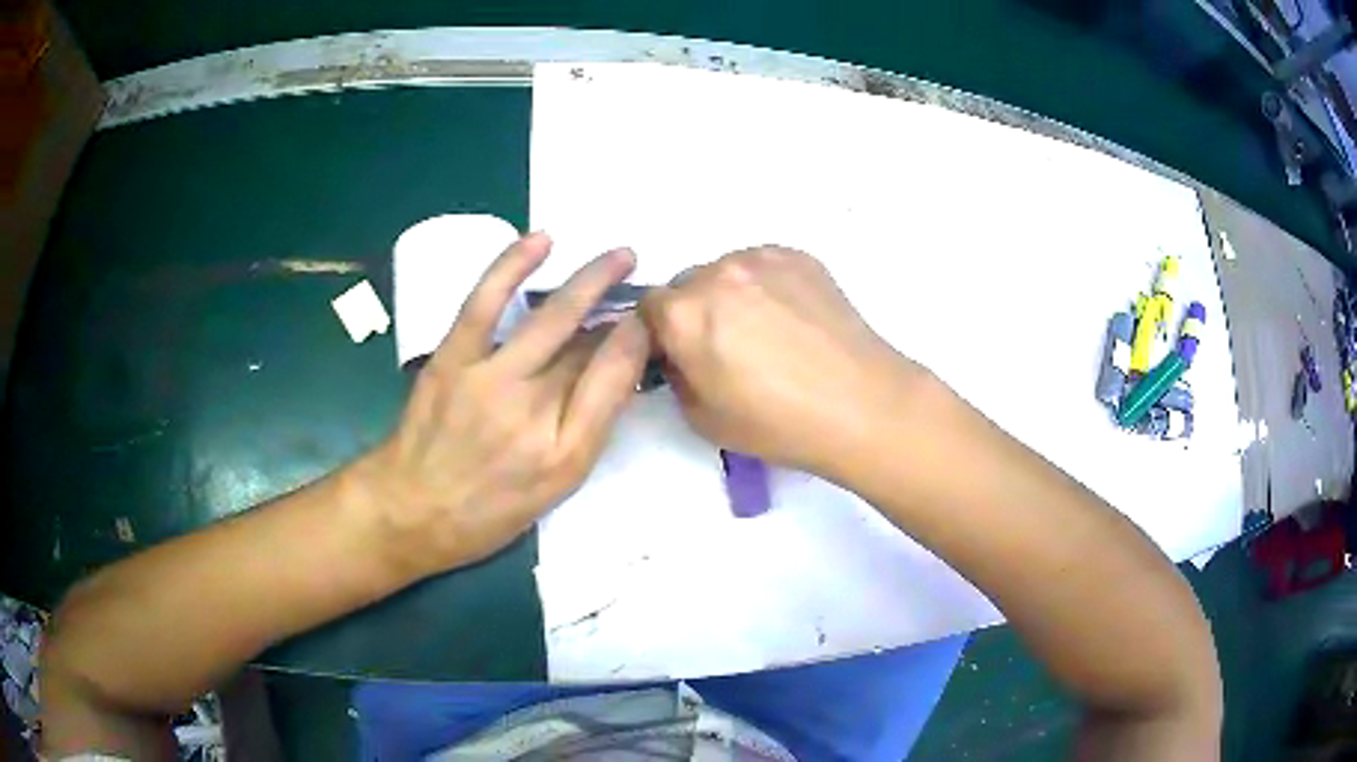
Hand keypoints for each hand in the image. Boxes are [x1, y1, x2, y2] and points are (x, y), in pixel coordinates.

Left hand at [363, 233, 649, 575]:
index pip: (615, 380)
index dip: (641, 341)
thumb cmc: (486, 510)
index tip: (654, 318)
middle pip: (588, 346)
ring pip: (551, 319)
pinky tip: (541, 241)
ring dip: (590, 282)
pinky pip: (485, 302)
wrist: (410, 509)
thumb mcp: (551, 489)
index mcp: (565, 451)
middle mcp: (533, 411)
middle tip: (647, 284)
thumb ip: (588, 430)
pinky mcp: (452, 357)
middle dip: (624, 308)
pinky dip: (512, 266)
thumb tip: (616, 373)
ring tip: (620, 256)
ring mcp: (489, 378)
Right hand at [640, 246, 926, 475]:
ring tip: (768, 331)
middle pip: (687, 285)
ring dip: (732, 294)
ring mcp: (760, 259)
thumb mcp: (702, 419)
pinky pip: (764, 266)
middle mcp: (715, 274)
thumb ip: (675, 376)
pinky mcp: (798, 255)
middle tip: (729, 347)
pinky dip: (767, 285)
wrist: (861, 404)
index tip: (685, 353)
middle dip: (696, 311)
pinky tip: (793, 318)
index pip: (649, 307)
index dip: (663, 332)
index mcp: (683, 314)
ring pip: (727, 271)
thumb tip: (680, 354)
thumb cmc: (778, 422)